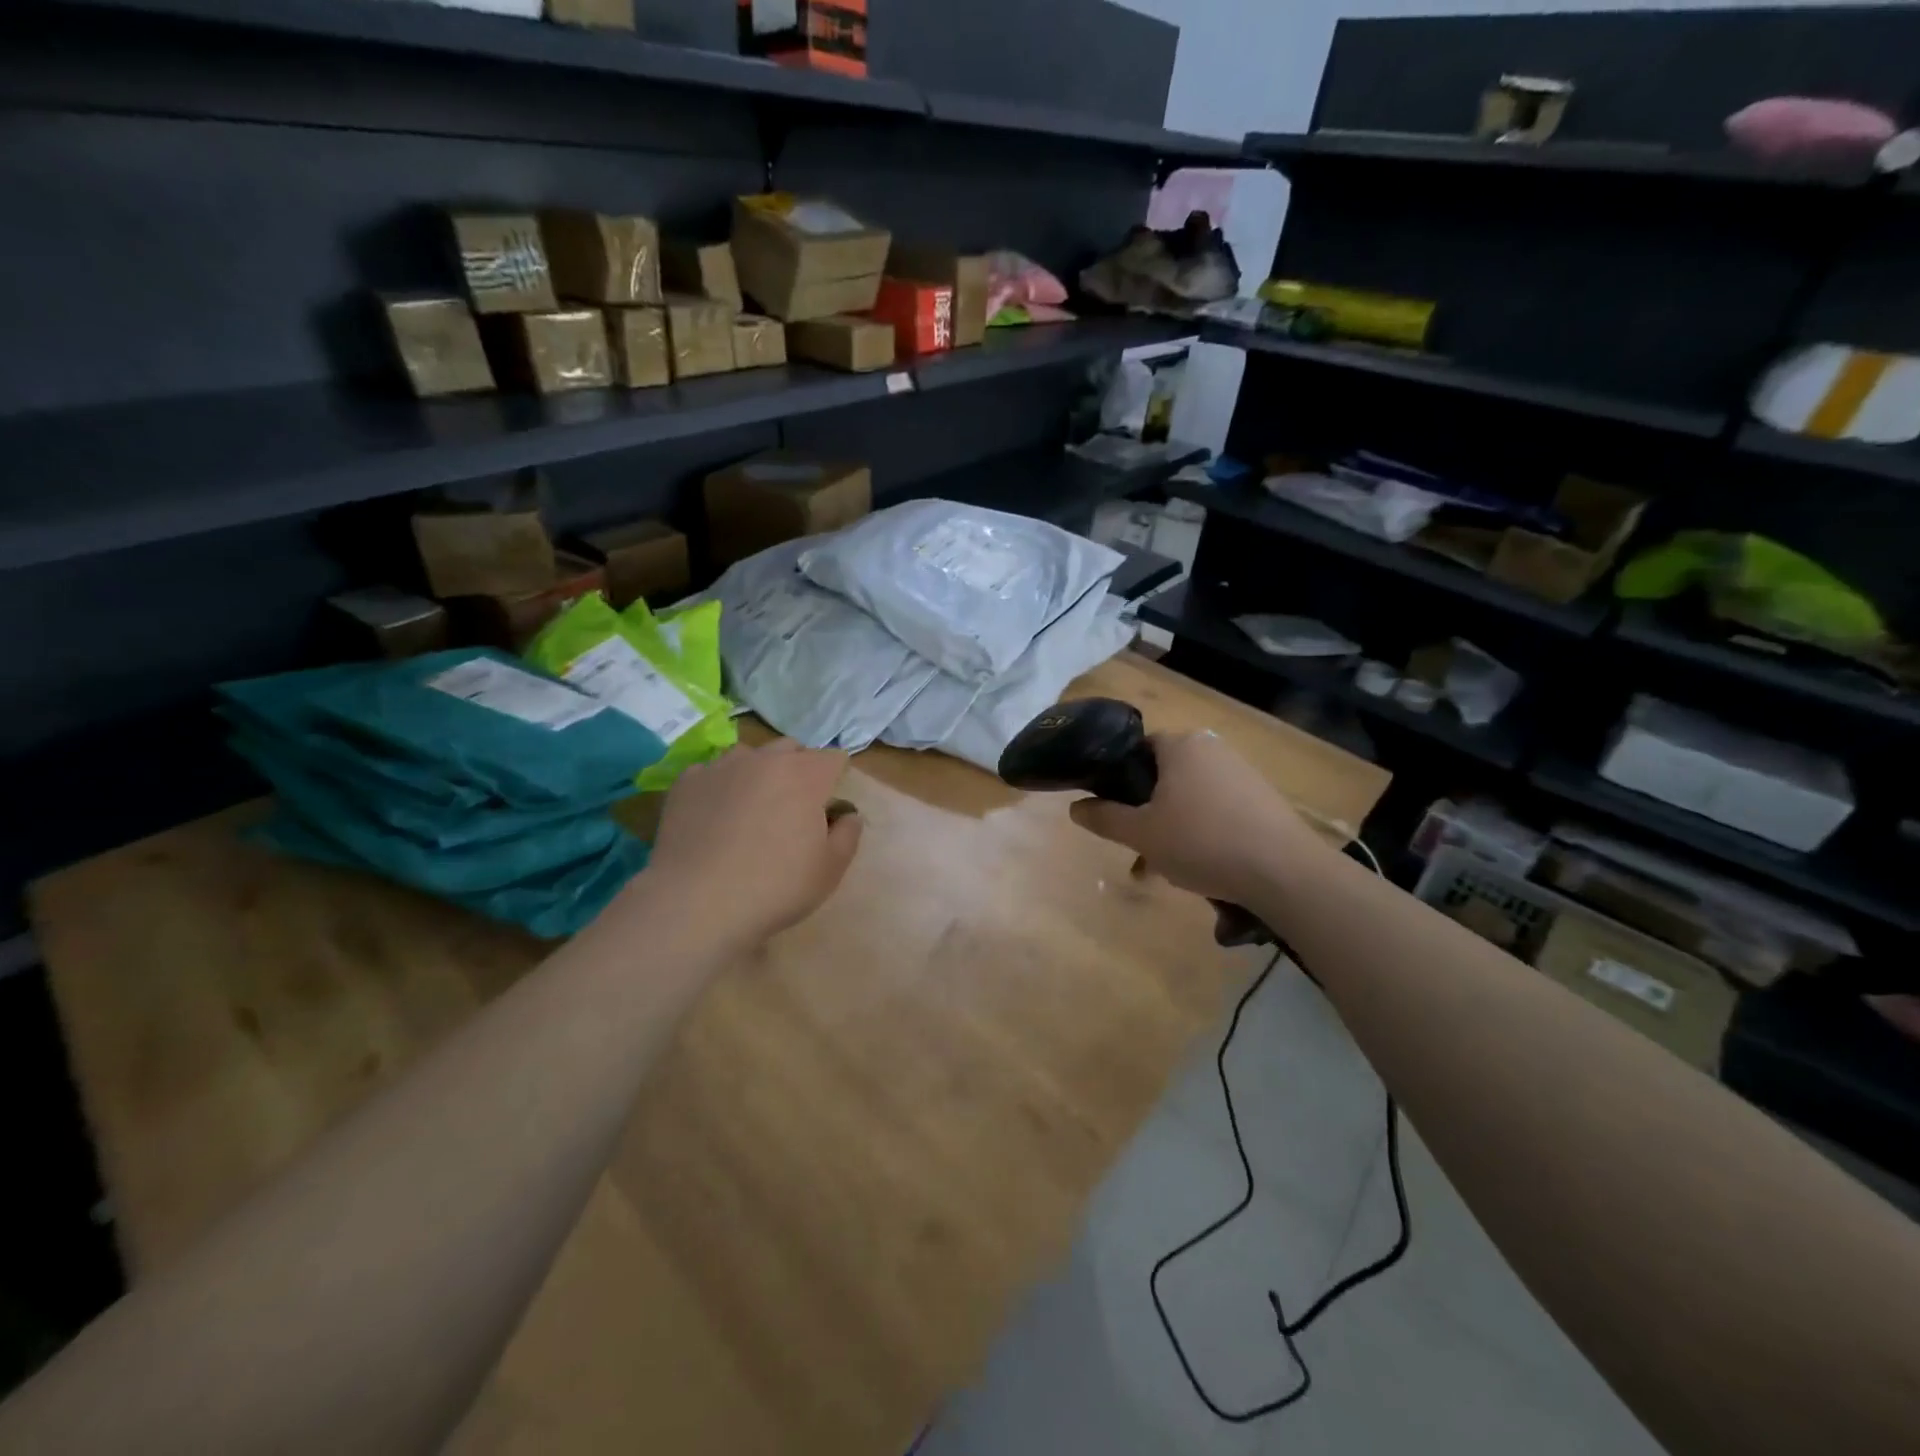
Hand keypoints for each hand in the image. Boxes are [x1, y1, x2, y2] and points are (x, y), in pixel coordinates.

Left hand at [644, 740, 863, 946]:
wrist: (696, 903)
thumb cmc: (775, 887)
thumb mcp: (830, 870)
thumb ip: (847, 834)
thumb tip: (848, 815)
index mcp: (806, 775)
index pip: (833, 759)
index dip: (836, 779)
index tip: (829, 807)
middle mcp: (765, 759)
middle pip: (791, 748)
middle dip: (798, 768)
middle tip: (793, 806)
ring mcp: (722, 767)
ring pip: (749, 755)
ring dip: (758, 772)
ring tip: (751, 808)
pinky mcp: (687, 782)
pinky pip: (711, 773)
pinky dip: (720, 787)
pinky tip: (714, 817)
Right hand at [1068, 731, 1327, 908]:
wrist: (1284, 872)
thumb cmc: (1202, 842)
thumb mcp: (1141, 834)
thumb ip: (1104, 817)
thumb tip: (1075, 807)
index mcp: (1181, 745)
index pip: (1137, 749)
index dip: (1118, 778)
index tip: (1111, 811)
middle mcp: (1212, 748)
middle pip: (1163, 776)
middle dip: (1146, 812)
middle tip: (1136, 847)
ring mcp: (1242, 772)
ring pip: (1189, 798)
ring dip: (1172, 828)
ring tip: (1165, 869)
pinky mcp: (1263, 799)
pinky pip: (1218, 810)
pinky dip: (1202, 833)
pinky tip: (1201, 868)